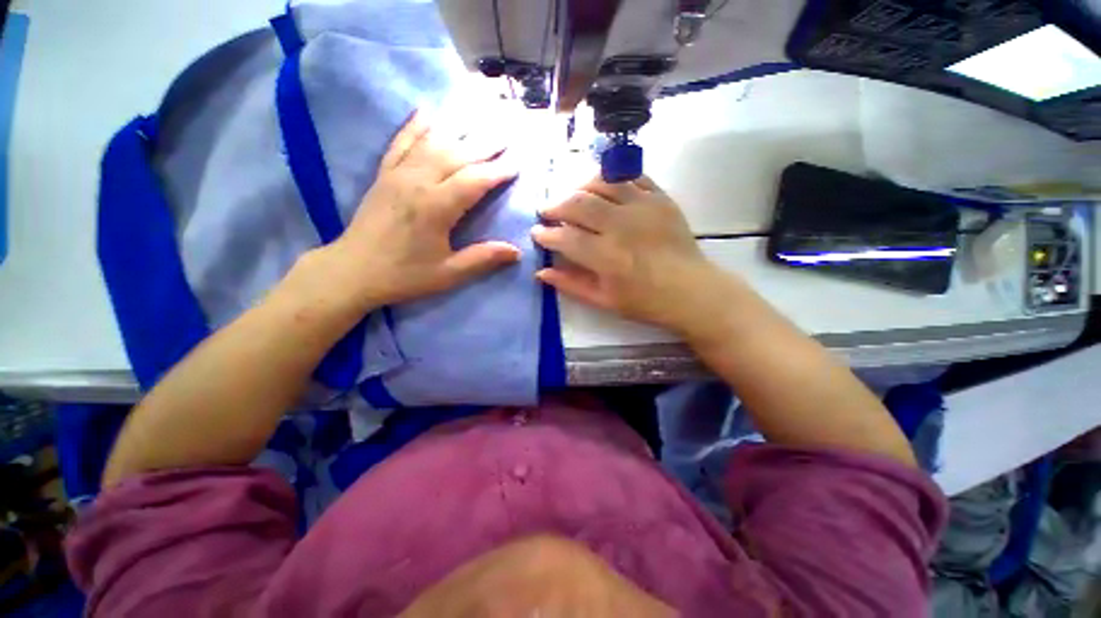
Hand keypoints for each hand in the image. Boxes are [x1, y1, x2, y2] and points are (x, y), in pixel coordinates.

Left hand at [319, 109, 521, 310]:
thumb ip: (482, 259)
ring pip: (433, 143)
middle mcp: (418, 182)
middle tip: (507, 133)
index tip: (517, 163)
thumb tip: (517, 251)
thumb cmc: (404, 275)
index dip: (497, 171)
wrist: (353, 271)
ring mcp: (398, 174)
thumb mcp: (448, 274)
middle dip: (485, 143)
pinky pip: (401, 142)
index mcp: (436, 208)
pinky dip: (416, 125)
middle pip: (457, 154)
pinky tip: (428, 110)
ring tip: (479, 116)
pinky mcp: (384, 174)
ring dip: (459, 128)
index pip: (474, 181)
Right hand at [533, 176, 737, 336]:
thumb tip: (541, 272)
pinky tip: (602, 186)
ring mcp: (643, 207)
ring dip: (579, 186)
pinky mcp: (660, 198)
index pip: (565, 237)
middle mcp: (622, 226)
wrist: (692, 291)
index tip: (537, 233)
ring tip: (571, 196)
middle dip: (555, 205)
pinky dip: (611, 177)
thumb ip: (571, 284)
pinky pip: (631, 176)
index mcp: (607, 257)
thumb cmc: (646, 301)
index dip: (546, 234)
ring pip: (601, 182)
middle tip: (547, 211)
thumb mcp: (604, 300)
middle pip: (578, 203)